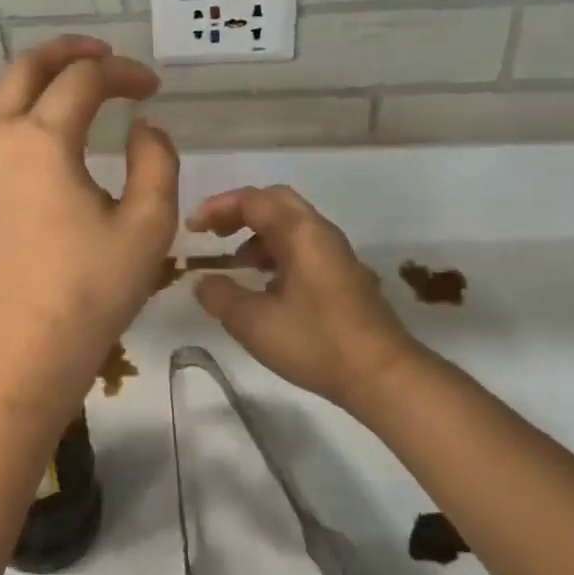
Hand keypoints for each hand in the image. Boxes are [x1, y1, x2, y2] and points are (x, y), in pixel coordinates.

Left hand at [0, 36, 178, 415]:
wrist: (13, 359)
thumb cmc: (86, 295)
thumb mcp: (146, 228)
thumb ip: (156, 163)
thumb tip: (144, 129)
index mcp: (40, 140)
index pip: (84, 80)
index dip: (124, 73)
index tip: (153, 88)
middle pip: (25, 70)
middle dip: (67, 54)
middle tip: (103, 56)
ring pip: (1, 101)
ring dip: (39, 84)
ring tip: (76, 92)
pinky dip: (22, 118)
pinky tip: (49, 143)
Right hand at [188, 185, 419, 410]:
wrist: (380, 374)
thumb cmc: (315, 342)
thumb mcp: (254, 323)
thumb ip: (221, 297)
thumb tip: (204, 282)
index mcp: (300, 233)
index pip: (253, 200)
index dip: (217, 208)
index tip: (192, 229)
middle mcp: (321, 234)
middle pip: (276, 203)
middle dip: (240, 212)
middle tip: (214, 234)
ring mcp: (337, 255)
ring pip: (292, 226)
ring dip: (258, 236)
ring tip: (235, 265)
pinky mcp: (345, 277)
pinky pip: (304, 249)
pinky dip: (277, 255)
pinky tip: (266, 288)